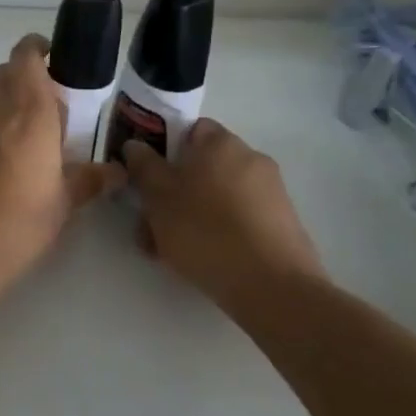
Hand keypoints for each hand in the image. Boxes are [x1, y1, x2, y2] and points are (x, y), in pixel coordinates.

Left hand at [0, 34, 123, 290]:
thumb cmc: (20, 225)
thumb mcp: (64, 204)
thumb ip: (89, 180)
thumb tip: (116, 172)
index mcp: (28, 114)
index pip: (26, 58)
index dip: (38, 49)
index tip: (56, 59)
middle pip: (6, 74)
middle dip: (28, 78)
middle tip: (55, 106)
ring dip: (11, 107)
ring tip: (37, 142)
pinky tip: (9, 168)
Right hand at [122, 118, 322, 312]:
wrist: (271, 285)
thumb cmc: (205, 231)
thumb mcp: (158, 197)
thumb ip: (143, 166)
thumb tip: (135, 144)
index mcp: (221, 143)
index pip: (189, 130)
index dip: (164, 150)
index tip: (146, 177)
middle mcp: (250, 158)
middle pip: (201, 167)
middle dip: (173, 192)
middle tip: (150, 223)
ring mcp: (270, 192)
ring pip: (215, 196)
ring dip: (189, 216)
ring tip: (167, 250)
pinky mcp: (280, 223)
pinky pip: (236, 218)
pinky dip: (216, 232)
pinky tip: (199, 260)